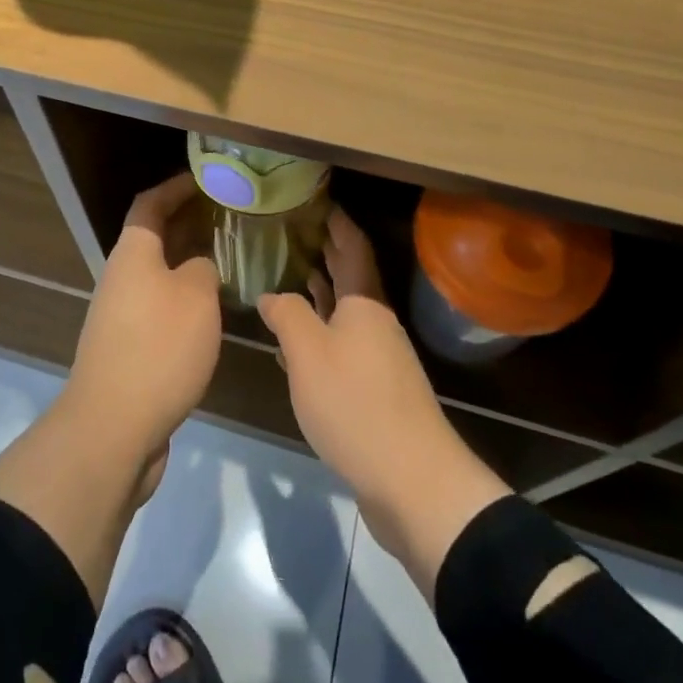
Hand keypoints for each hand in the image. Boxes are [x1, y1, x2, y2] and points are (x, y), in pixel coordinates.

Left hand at [60, 174, 221, 488]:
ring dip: (189, 264)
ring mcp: (122, 315)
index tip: (206, 180)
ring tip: (230, 261)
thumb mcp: (195, 297)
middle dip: (188, 224)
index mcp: (133, 254)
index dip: (176, 187)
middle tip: (229, 219)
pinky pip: (160, 308)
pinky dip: (185, 300)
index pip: (150, 204)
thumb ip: (202, 269)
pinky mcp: (129, 349)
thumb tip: (198, 267)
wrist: (112, 427)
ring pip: (159, 275)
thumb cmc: (158, 348)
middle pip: (154, 238)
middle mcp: (122, 278)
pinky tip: (213, 312)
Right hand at [258, 209, 509, 598]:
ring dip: (322, 294)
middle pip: (351, 279)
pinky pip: (344, 346)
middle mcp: (376, 323)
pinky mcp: (376, 392)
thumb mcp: (308, 352)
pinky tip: (301, 343)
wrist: (411, 480)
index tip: (319, 201)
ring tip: (293, 276)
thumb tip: (271, 294)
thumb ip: (286, 315)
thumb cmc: (354, 403)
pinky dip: (323, 333)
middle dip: (328, 254)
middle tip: (298, 231)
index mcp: (365, 304)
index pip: (353, 249)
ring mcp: (379, 359)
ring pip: (346, 314)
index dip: (337, 223)